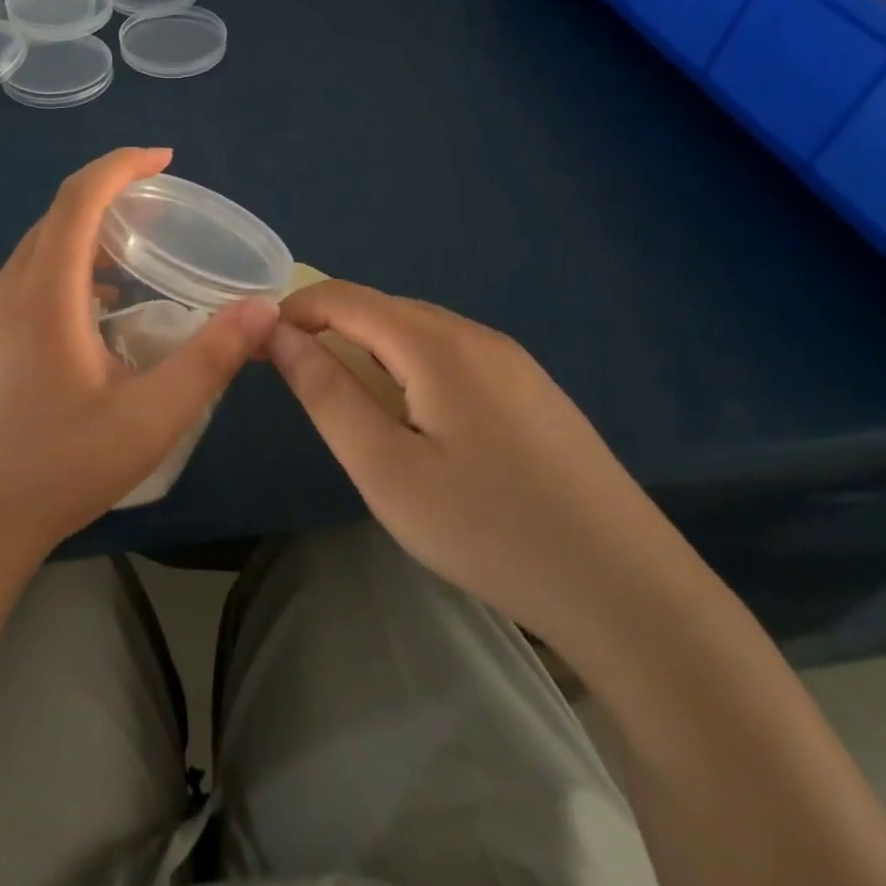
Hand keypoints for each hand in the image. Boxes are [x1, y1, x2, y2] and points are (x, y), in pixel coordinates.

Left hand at [0, 147, 277, 563]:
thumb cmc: (60, 468)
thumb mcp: (151, 416)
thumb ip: (211, 359)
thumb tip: (264, 311)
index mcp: (43, 294)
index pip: (79, 198)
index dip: (121, 166)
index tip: (163, 158)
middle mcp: (5, 293)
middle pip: (55, 220)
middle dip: (107, 200)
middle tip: (157, 213)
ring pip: (34, 255)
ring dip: (82, 243)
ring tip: (131, 268)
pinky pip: (20, 286)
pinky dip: (60, 277)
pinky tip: (89, 321)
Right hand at [269, 281, 676, 645]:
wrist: (626, 588)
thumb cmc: (488, 528)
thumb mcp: (386, 469)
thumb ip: (326, 394)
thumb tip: (280, 336)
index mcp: (436, 343)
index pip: (345, 298)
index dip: (294, 312)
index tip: (259, 347)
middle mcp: (475, 334)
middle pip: (383, 310)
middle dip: (331, 332)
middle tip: (302, 385)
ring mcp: (512, 360)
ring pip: (420, 333)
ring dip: (372, 353)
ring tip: (354, 407)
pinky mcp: (533, 390)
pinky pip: (453, 357)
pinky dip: (412, 370)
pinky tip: (419, 423)